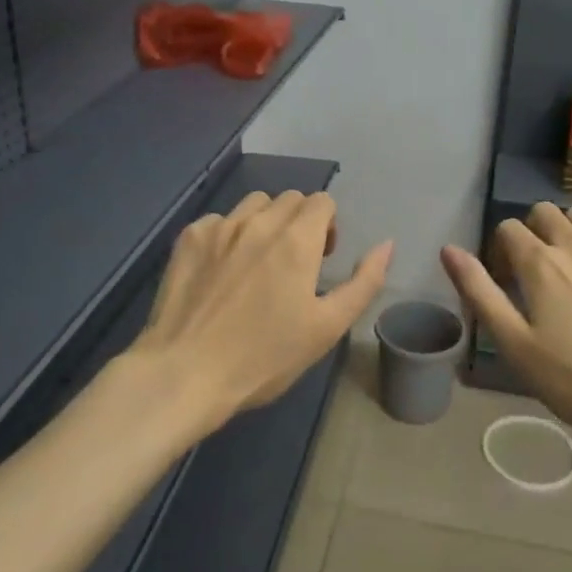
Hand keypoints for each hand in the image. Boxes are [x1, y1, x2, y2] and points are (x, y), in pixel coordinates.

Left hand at [129, 190, 392, 432]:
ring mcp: (219, 226)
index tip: (321, 259)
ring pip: (254, 204)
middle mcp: (258, 221)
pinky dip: (229, 235)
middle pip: (290, 199)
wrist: (185, 373)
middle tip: (294, 264)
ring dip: (265, 222)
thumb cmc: (264, 357)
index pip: (322, 201)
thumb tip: (387, 245)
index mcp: (297, 239)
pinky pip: (219, 220)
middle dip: (300, 222)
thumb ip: (363, 282)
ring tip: (258, 262)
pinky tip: (222, 272)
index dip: (328, 226)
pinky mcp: (188, 238)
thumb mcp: (327, 327)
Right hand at [440, 202, 571, 455]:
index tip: (507, 284)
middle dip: (532, 233)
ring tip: (571, 268)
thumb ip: (479, 291)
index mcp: (540, 262)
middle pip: (544, 212)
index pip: (508, 228)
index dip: (500, 252)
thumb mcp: (514, 344)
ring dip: (568, 231)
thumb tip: (448, 249)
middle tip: (535, 274)